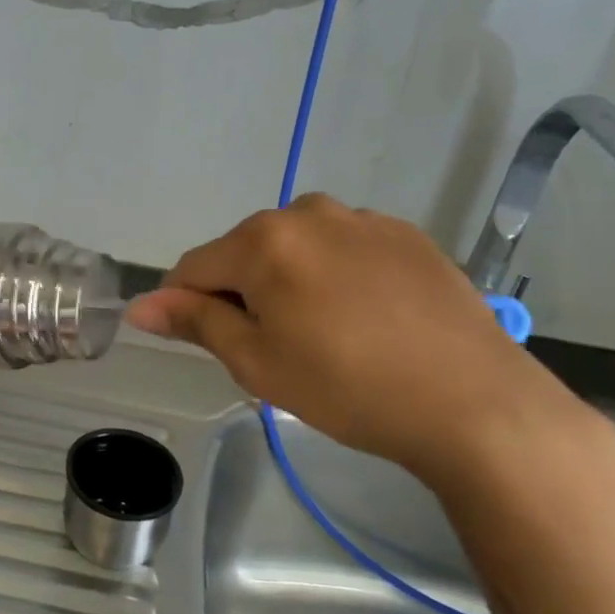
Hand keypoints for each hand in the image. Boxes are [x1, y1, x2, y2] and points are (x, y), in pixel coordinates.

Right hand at [124, 195, 602, 485]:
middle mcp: (308, 212)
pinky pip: (345, 248)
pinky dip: (336, 276)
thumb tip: (141, 304)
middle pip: (246, 252)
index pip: (194, 266)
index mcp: (264, 240)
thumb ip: (196, 321)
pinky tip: (366, 318)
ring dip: (290, 281)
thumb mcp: (258, 362)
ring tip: (324, 334)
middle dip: (243, 292)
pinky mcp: (405, 234)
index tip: (201, 342)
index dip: (185, 304)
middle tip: (273, 349)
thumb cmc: (348, 387)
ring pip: (297, 248)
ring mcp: (362, 218)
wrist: (473, 401)